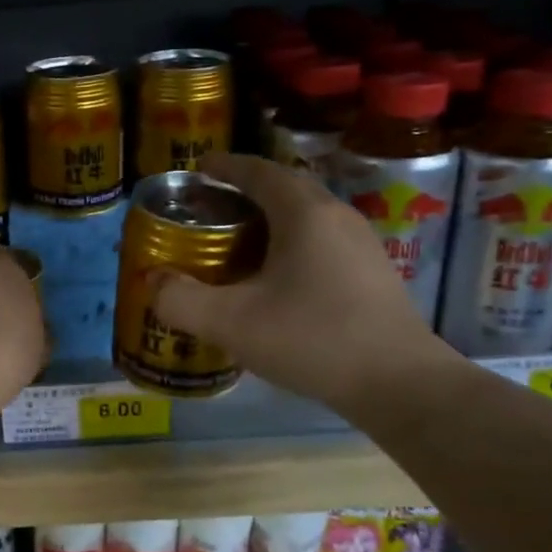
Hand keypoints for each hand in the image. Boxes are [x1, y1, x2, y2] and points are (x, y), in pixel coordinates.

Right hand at [150, 153, 454, 411]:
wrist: (401, 384)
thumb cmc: (313, 339)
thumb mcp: (232, 323)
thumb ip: (180, 300)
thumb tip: (151, 281)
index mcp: (303, 213)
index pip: (259, 171)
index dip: (226, 166)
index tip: (199, 169)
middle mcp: (336, 216)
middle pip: (285, 188)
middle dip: (245, 190)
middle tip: (210, 207)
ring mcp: (361, 243)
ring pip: (307, 214)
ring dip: (270, 217)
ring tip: (237, 240)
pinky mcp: (372, 271)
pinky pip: (322, 238)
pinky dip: (291, 241)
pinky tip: (275, 276)